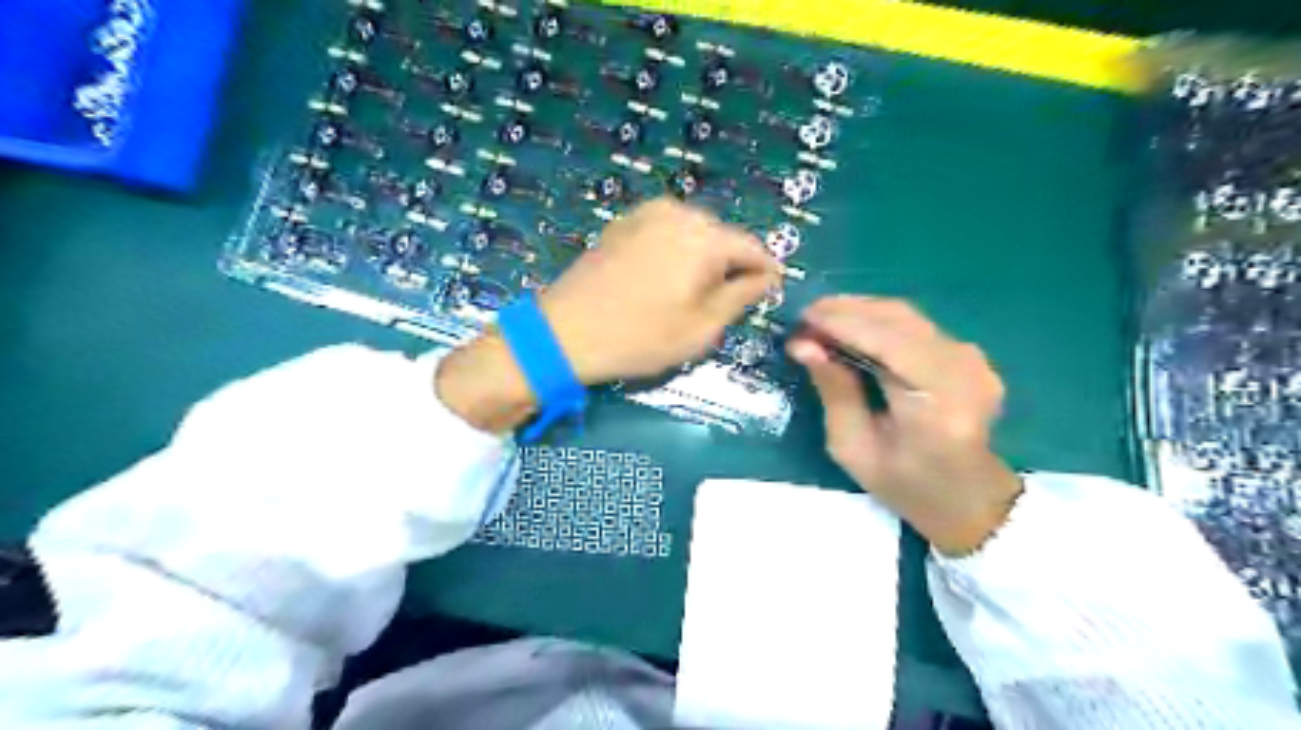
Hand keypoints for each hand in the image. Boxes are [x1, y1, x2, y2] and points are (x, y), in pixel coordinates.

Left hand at [437, 195, 775, 433]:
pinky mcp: (623, 222)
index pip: (752, 248)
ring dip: (702, 258)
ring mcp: (646, 213)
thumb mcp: (701, 328)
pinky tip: (662, 281)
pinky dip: (675, 251)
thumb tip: (766, 278)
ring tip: (691, 294)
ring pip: (694, 233)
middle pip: (722, 237)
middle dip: (730, 265)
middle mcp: (679, 213)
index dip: (765, 271)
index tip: (770, 291)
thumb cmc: (640, 337)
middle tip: (725, 301)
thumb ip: (741, 296)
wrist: (565, 332)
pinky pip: (666, 232)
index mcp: (704, 237)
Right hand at [781, 295, 1025, 552]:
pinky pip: (917, 325)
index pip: (889, 342)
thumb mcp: (854, 448)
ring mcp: (973, 359)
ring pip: (907, 316)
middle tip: (805, 319)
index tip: (801, 319)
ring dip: (861, 312)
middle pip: (899, 319)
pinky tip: (852, 329)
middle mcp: (963, 371)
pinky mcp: (970, 354)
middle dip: (847, 311)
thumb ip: (834, 391)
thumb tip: (803, 345)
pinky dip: (879, 322)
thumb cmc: (905, 485)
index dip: (843, 323)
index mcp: (937, 404)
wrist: (969, 499)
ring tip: (821, 320)